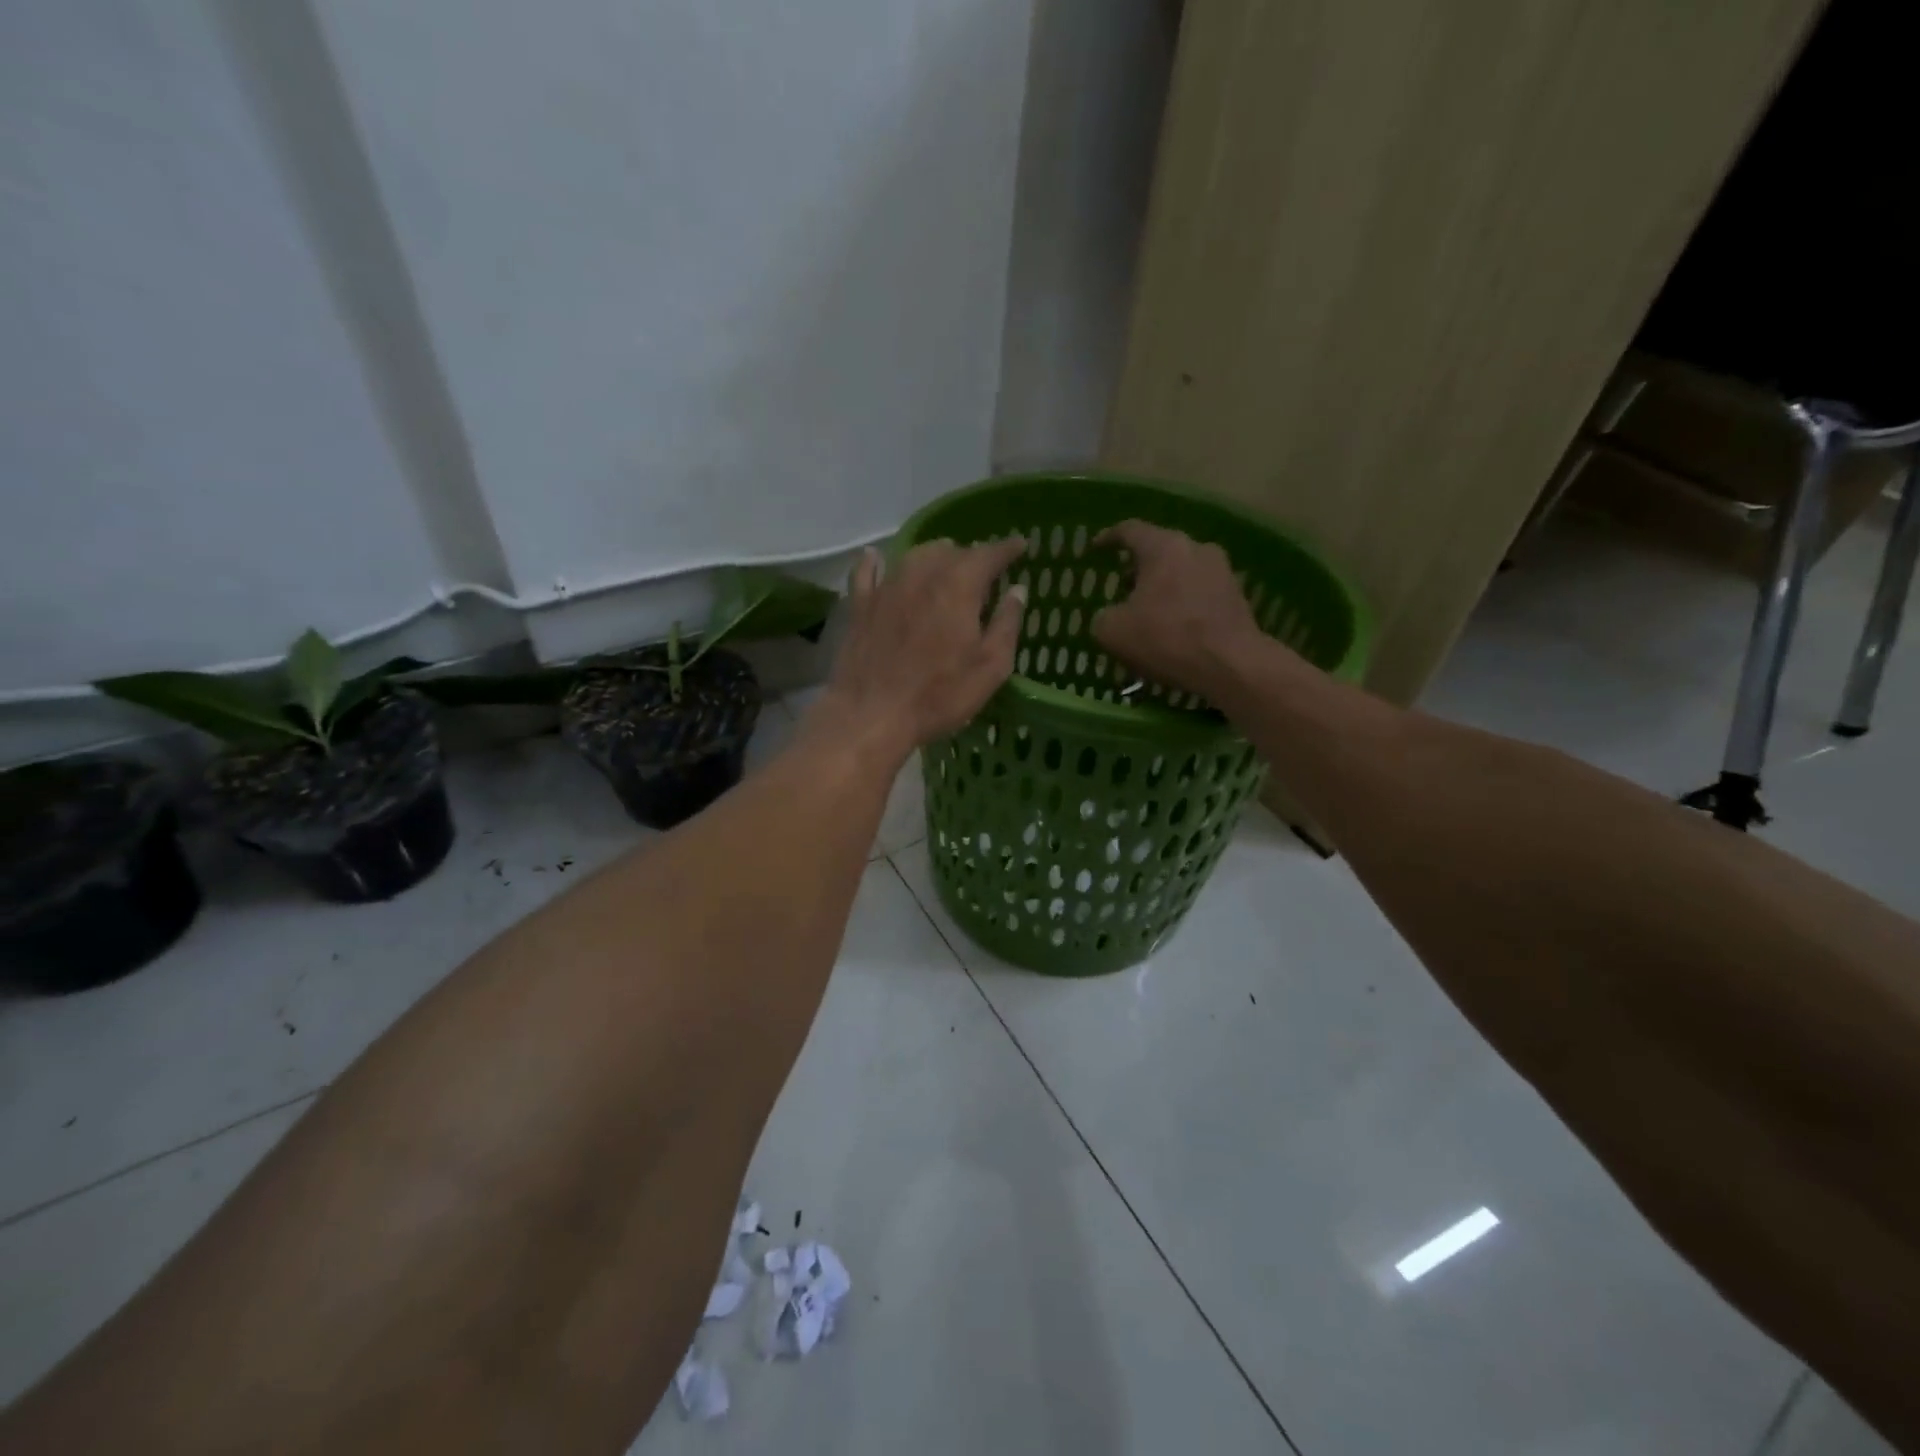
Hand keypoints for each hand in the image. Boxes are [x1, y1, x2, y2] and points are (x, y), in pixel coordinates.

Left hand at [815, 538, 1027, 758]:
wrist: (871, 714)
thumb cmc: (939, 695)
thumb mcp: (990, 667)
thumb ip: (1007, 624)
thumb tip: (1017, 591)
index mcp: (959, 586)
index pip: (988, 554)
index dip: (1007, 548)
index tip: (1019, 546)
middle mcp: (922, 575)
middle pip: (950, 552)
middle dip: (970, 556)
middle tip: (982, 572)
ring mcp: (886, 588)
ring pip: (914, 557)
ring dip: (934, 557)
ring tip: (944, 566)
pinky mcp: (860, 606)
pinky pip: (867, 572)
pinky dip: (876, 562)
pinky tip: (875, 557)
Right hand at [1091, 521, 1270, 699]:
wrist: (1231, 665)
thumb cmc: (1166, 639)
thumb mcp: (1112, 632)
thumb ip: (1103, 616)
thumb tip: (1111, 615)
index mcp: (1163, 547)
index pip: (1130, 530)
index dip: (1108, 538)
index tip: (1095, 550)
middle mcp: (1196, 548)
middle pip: (1160, 550)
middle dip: (1138, 568)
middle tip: (1122, 588)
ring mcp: (1221, 571)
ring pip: (1182, 571)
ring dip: (1163, 587)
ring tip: (1148, 613)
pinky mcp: (1236, 596)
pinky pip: (1200, 592)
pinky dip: (1183, 603)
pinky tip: (1174, 628)